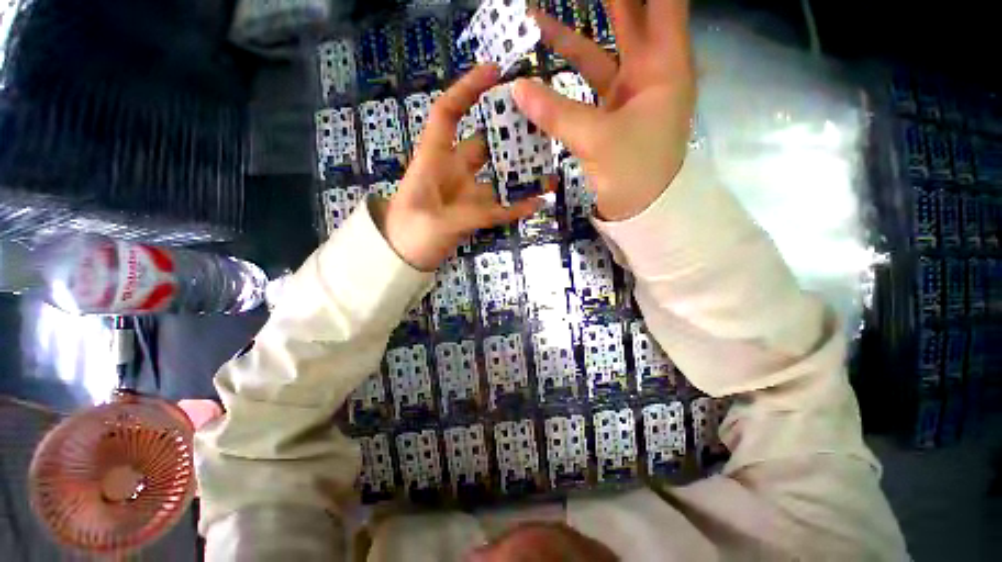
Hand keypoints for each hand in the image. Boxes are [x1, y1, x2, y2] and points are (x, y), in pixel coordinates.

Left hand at [377, 65, 542, 270]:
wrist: (403, 256)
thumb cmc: (407, 232)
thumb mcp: (432, 221)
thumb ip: (470, 214)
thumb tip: (507, 208)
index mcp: (434, 159)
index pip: (448, 114)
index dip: (467, 90)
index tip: (495, 72)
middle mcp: (454, 170)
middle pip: (483, 143)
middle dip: (508, 133)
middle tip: (541, 125)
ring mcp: (468, 192)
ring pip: (498, 176)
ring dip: (520, 173)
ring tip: (549, 167)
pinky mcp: (476, 213)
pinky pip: (502, 207)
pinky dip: (519, 205)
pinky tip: (540, 202)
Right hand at [512, 0, 694, 220]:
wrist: (641, 209)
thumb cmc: (634, 172)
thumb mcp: (598, 139)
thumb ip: (557, 112)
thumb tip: (517, 88)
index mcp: (664, 64)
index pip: (660, 2)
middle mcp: (650, 69)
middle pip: (631, 15)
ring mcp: (629, 90)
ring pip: (601, 48)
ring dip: (572, 31)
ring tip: (540, 13)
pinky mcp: (611, 111)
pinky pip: (586, 82)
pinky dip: (566, 72)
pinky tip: (543, 60)